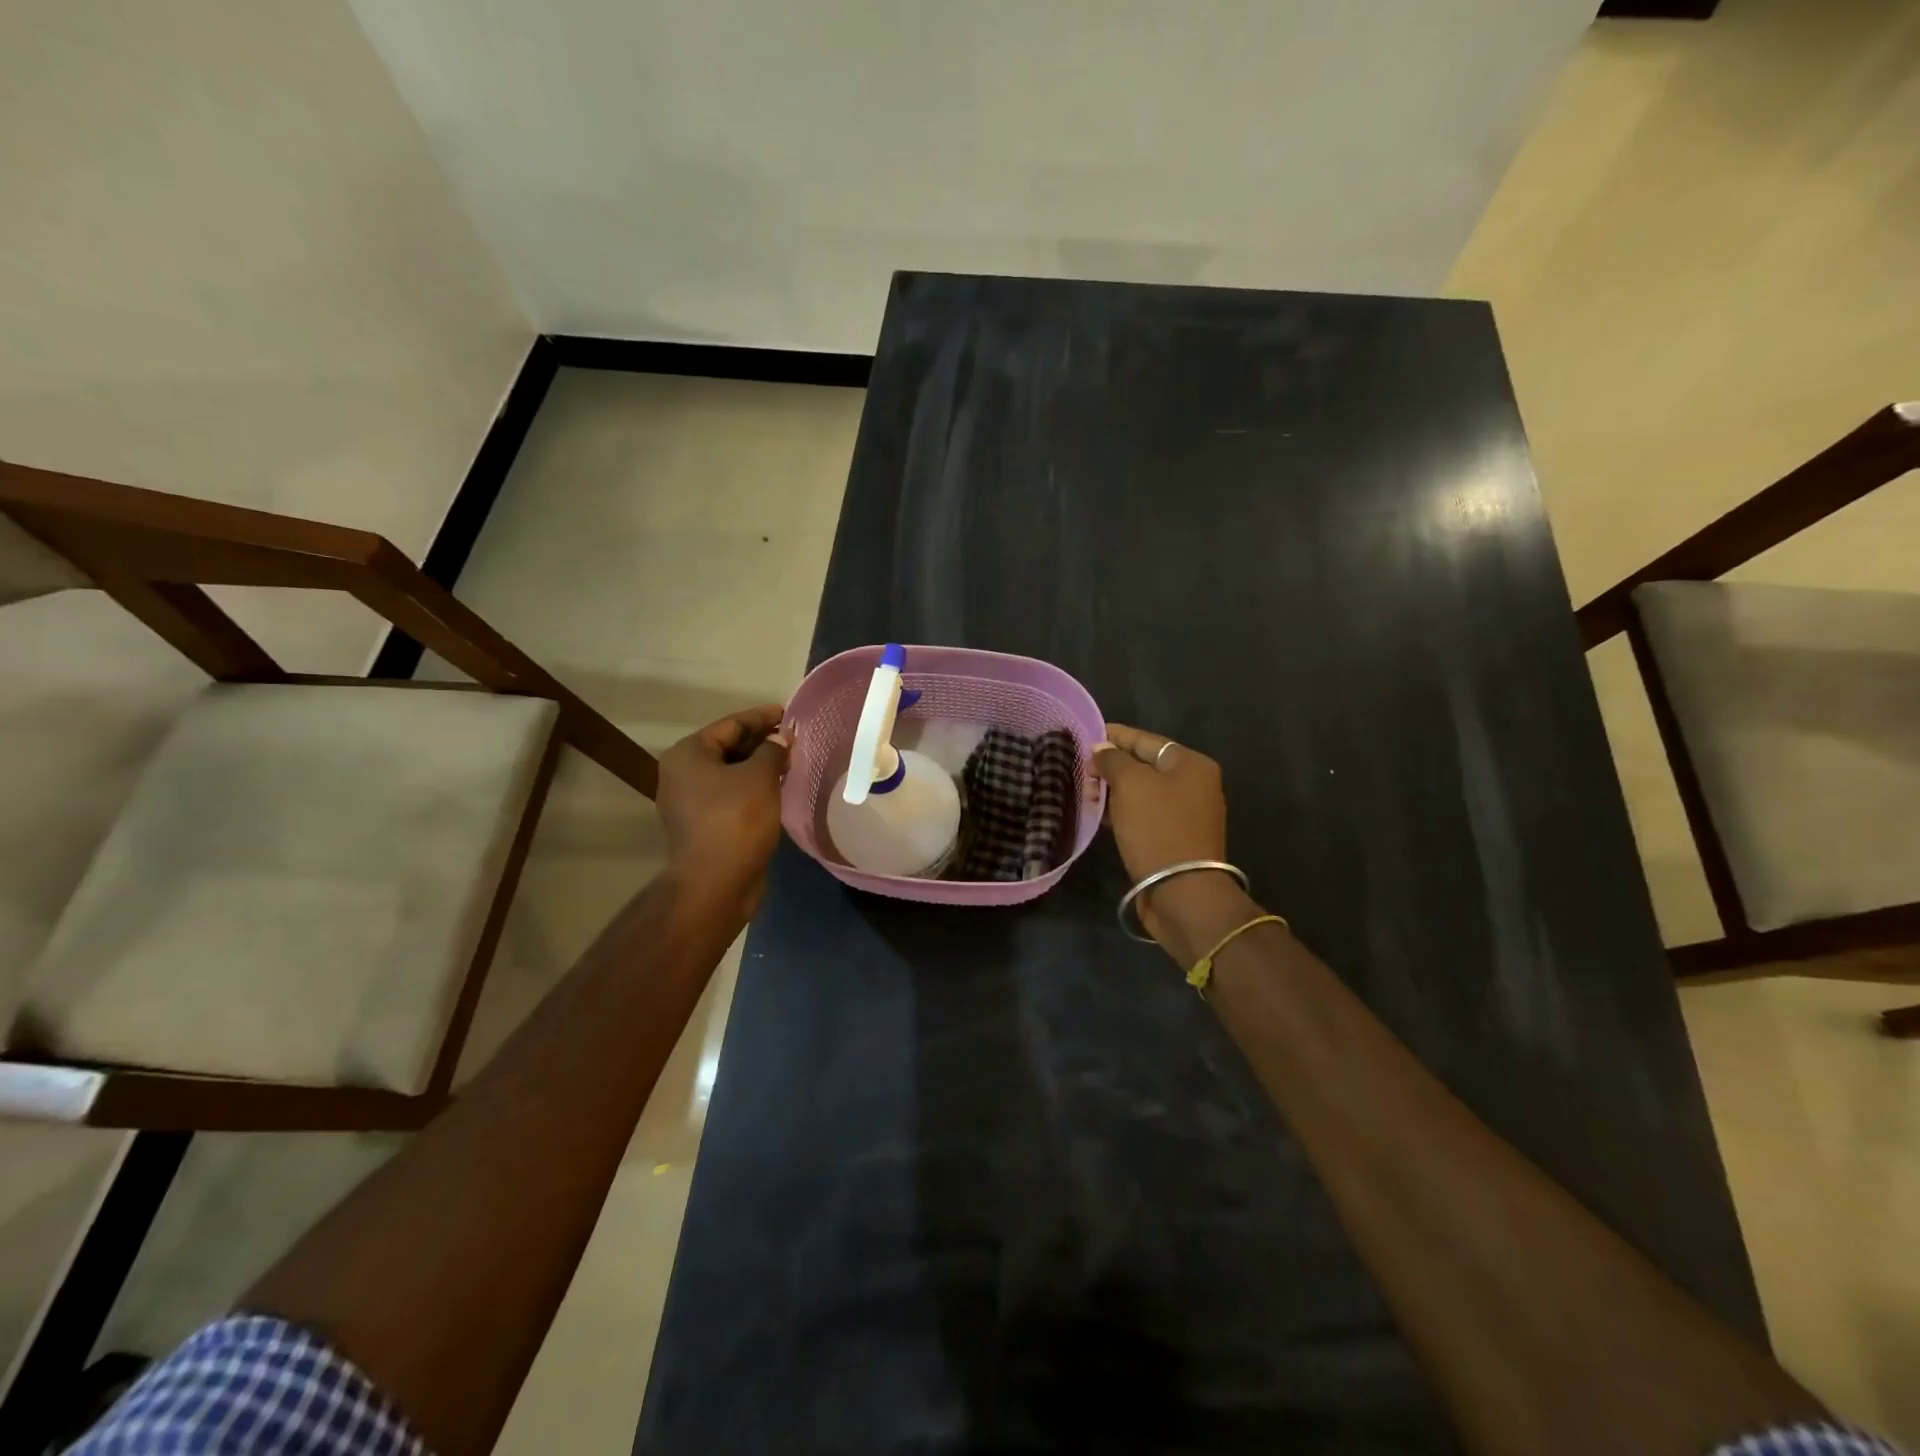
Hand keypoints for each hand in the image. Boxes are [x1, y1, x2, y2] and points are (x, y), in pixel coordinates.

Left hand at [656, 704, 788, 912]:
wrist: (716, 882)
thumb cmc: (736, 819)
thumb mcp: (760, 776)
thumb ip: (773, 750)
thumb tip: (781, 739)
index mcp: (688, 754)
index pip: (731, 724)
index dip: (763, 717)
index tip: (790, 714)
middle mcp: (683, 774)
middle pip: (729, 747)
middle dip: (762, 742)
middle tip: (795, 739)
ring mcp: (691, 802)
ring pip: (731, 773)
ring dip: (760, 767)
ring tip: (792, 761)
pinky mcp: (704, 824)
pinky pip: (732, 795)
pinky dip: (754, 788)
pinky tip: (779, 788)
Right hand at [1093, 722, 1241, 953]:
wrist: (1182, 892)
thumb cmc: (1158, 828)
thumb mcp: (1131, 784)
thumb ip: (1113, 760)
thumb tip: (1101, 749)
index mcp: (1191, 764)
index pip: (1146, 740)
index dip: (1115, 736)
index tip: (1086, 734)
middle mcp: (1194, 785)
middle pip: (1144, 766)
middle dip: (1111, 766)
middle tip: (1080, 769)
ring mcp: (1186, 814)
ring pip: (1142, 792)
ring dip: (1113, 791)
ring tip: (1085, 793)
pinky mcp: (1174, 839)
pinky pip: (1143, 815)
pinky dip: (1121, 812)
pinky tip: (1098, 816)